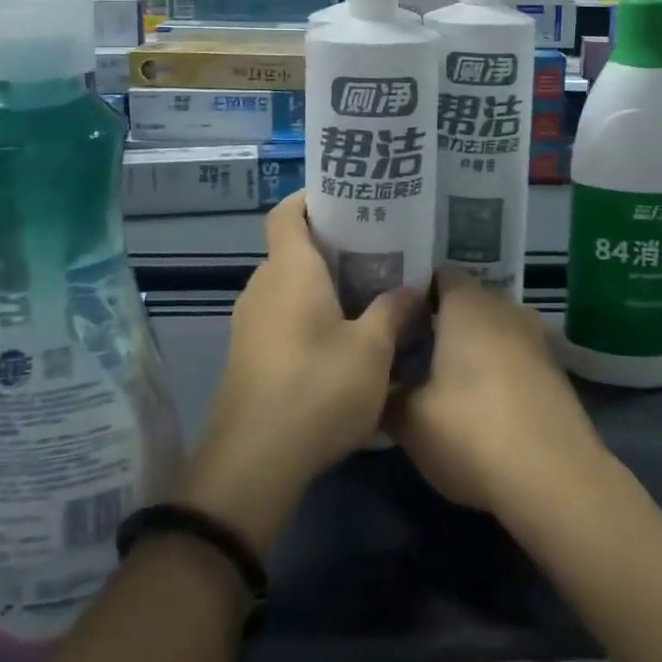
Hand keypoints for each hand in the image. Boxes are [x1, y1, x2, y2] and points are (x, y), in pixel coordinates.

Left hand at [181, 191, 419, 556]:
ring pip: (288, 285)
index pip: (287, 212)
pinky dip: (308, 314)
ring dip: (321, 285)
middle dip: (331, 246)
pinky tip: (340, 340)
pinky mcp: (248, 355)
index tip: (347, 201)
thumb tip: (412, 290)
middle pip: (292, 248)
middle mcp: (263, 286)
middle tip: (376, 251)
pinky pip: (280, 315)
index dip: (312, 198)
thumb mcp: (371, 351)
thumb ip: (392, 313)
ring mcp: (250, 322)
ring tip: (366, 294)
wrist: (252, 462)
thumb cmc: (316, 389)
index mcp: (290, 269)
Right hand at [385, 272, 607, 517]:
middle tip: (413, 350)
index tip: (394, 317)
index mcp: (467, 303)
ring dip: (474, 347)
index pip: (438, 275)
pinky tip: (485, 405)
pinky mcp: (557, 372)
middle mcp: (505, 308)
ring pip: (495, 330)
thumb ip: (387, 394)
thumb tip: (376, 385)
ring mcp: (536, 338)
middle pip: (467, 302)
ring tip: (447, 379)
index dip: (414, 292)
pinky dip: (500, 371)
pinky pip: (517, 357)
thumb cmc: (472, 432)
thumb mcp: (411, 421)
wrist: (557, 480)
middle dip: (442, 321)